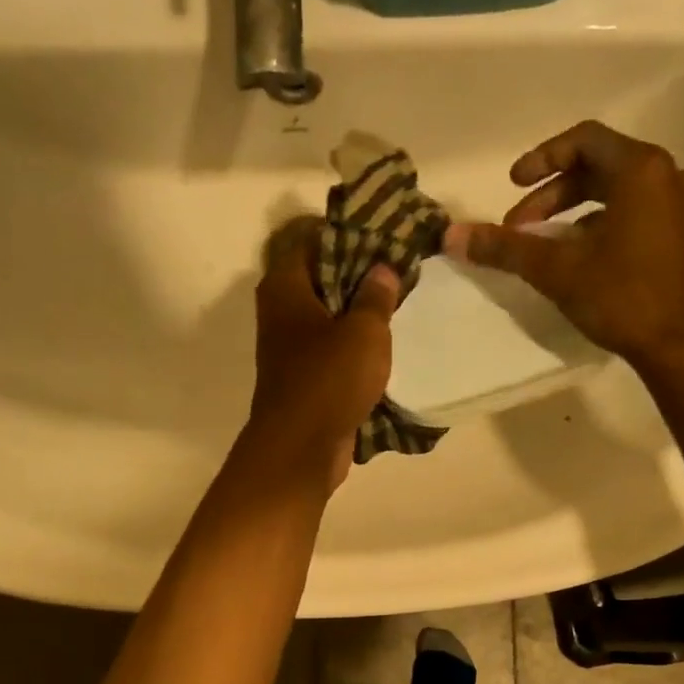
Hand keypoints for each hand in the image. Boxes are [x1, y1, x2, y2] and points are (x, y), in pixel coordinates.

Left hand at [241, 216, 398, 486]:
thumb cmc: (329, 379)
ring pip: (330, 316)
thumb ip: (376, 296)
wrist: (301, 448)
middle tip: (402, 267)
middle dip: (361, 273)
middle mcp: (281, 311)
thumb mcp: (364, 331)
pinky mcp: (305, 377)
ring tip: (402, 301)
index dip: (350, 234)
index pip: (314, 240)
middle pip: (323, 278)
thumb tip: (382, 269)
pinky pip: (333, 349)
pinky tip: (387, 342)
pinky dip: (355, 345)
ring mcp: (291, 347)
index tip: (386, 235)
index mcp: (285, 287)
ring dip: (360, 312)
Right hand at [446, 121, 683, 373]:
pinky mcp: (677, 235)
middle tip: (518, 227)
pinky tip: (575, 260)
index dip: (541, 157)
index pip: (583, 140)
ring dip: (570, 211)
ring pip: (612, 192)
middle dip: (550, 193)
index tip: (512, 184)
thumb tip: (452, 235)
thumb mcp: (557, 270)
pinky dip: (595, 224)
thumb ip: (506, 248)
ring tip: (541, 245)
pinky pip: (629, 212)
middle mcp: (663, 177)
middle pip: (596, 166)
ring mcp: (675, 207)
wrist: (681, 347)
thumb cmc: (622, 297)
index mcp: (639, 170)